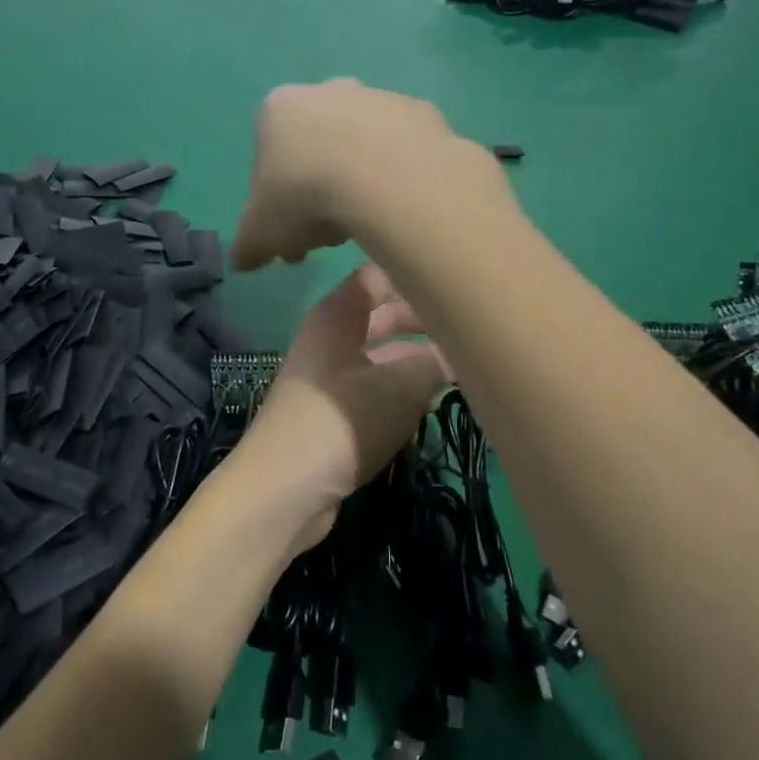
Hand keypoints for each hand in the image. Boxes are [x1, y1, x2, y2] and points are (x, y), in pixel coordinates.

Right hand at [231, 80, 493, 272]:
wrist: (387, 176)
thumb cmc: (305, 196)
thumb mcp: (261, 233)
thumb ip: (248, 245)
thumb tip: (242, 261)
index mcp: (278, 110)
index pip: (266, 159)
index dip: (273, 203)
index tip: (287, 236)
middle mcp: (326, 91)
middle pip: (314, 150)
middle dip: (314, 193)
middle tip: (324, 238)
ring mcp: (377, 97)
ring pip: (357, 149)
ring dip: (355, 186)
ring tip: (363, 229)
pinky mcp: (420, 112)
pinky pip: (400, 153)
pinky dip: (394, 179)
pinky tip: (396, 209)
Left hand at [231, 264, 450, 550]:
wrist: (285, 488)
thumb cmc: (341, 421)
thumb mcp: (401, 386)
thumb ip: (436, 361)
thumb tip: (461, 350)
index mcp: (338, 315)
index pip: (377, 275)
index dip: (414, 271)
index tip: (458, 276)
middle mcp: (331, 338)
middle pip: (383, 315)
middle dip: (425, 318)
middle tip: (473, 325)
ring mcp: (330, 376)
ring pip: (382, 354)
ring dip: (418, 357)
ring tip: (466, 362)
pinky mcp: (333, 413)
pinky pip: (375, 387)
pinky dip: (403, 388)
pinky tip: (434, 399)